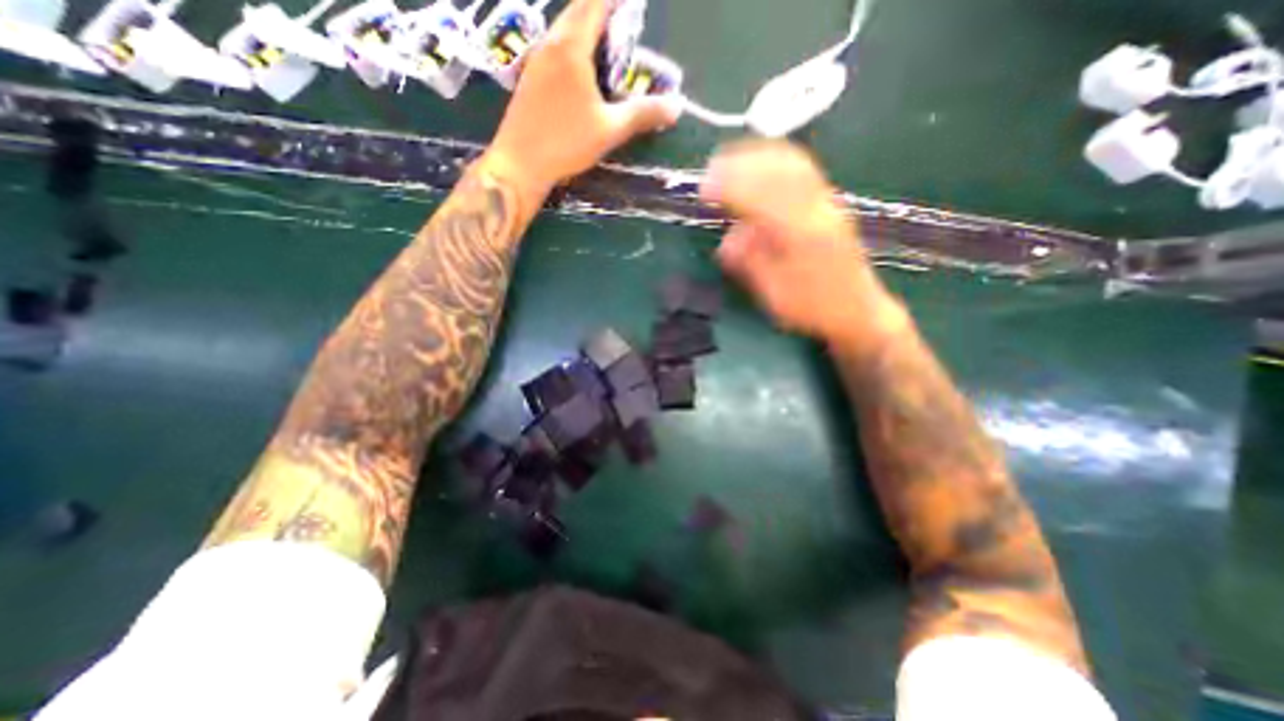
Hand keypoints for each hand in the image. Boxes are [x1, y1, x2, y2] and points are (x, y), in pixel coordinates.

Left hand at [483, 0, 680, 203]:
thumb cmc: (565, 143)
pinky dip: (573, 48)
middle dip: (602, 11)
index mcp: (571, 47)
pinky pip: (555, 49)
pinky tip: (582, 73)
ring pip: (564, 30)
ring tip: (607, 48)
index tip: (633, 3)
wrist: (519, 163)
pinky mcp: (529, 78)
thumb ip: (643, 115)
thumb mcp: (610, 130)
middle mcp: (551, 44)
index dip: (616, 0)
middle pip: (578, 12)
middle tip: (624, 25)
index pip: (596, 4)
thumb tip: (677, 106)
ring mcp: (536, 60)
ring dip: (586, 30)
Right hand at [702, 139, 900, 349]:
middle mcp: (816, 210)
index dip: (729, 188)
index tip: (704, 190)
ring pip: (791, 163)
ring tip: (729, 160)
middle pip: (777, 170)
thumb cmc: (813, 308)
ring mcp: (827, 203)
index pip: (760, 198)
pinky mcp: (830, 203)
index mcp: (800, 235)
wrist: (857, 309)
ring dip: (757, 156)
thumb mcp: (775, 296)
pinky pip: (803, 168)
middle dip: (740, 164)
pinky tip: (761, 163)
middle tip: (711, 170)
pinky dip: (777, 159)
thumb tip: (727, 241)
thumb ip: (751, 264)